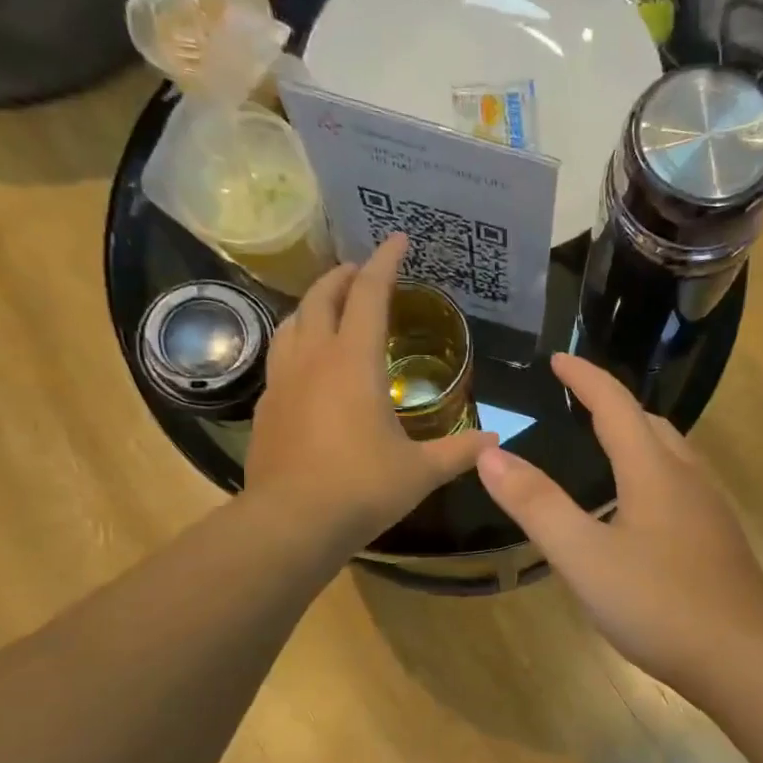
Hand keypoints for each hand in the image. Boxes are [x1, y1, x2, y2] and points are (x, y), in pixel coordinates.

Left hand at [246, 235, 495, 555]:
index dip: (385, 263)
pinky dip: (298, 343)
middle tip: (362, 272)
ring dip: (314, 305)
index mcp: (354, 363)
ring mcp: (282, 382)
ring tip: (332, 309)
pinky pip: (280, 357)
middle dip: (343, 276)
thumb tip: (496, 443)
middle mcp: (313, 359)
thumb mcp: (421, 472)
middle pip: (322, 298)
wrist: (292, 522)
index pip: (370, 295)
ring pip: (292, 323)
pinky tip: (308, 365)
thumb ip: (459, 452)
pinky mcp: (266, 407)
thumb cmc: (362, 489)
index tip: (398, 239)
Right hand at [476, 353, 762, 694]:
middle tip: (577, 404)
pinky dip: (651, 475)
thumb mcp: (584, 558)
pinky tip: (636, 510)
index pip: (615, 406)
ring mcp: (709, 510)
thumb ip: (538, 505)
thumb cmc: (659, 604)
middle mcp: (687, 478)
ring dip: (637, 439)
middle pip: (650, 424)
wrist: (744, 657)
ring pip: (671, 455)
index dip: (585, 378)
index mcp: (653, 471)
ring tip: (603, 449)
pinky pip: (680, 486)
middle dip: (613, 406)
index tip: (557, 360)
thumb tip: (491, 456)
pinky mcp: (717, 540)